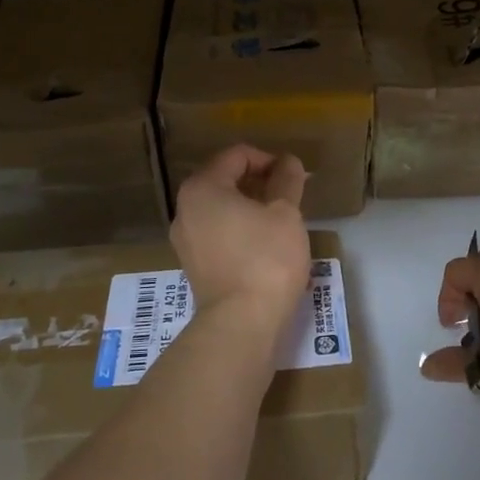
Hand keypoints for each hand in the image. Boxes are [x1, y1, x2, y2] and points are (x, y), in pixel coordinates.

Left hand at [170, 144, 311, 326]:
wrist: (242, 323)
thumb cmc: (266, 259)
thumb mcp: (285, 213)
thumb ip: (286, 180)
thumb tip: (288, 162)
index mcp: (202, 188)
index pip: (237, 155)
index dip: (269, 159)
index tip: (294, 176)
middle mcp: (185, 209)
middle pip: (225, 180)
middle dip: (259, 183)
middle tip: (290, 197)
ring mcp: (185, 240)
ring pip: (221, 209)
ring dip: (251, 208)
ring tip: (280, 222)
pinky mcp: (194, 266)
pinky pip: (218, 234)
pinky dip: (240, 230)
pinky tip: (264, 245)